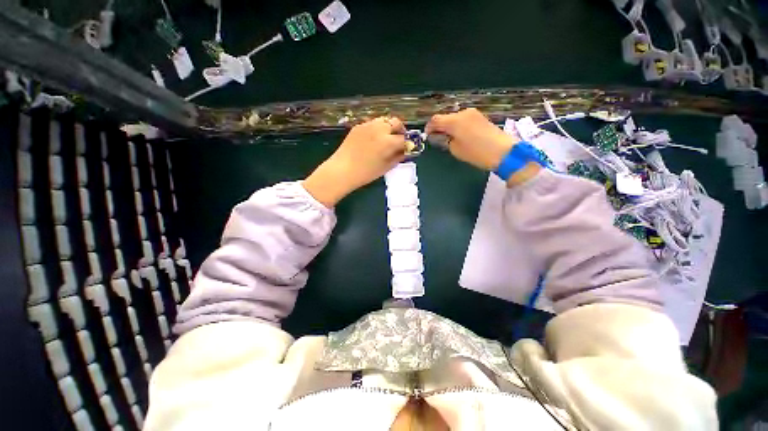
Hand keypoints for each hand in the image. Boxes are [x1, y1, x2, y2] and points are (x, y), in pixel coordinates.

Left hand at [303, 117, 406, 206]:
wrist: (342, 170)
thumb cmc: (365, 173)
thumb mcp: (386, 167)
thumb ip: (398, 157)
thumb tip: (406, 151)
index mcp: (388, 141)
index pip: (404, 138)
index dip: (408, 143)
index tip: (408, 148)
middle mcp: (379, 129)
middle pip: (396, 122)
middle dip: (400, 130)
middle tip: (398, 141)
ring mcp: (368, 125)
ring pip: (384, 120)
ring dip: (389, 128)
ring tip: (386, 139)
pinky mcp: (358, 126)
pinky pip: (373, 124)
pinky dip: (377, 129)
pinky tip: (373, 140)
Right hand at [426, 108, 539, 185]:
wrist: (503, 152)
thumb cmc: (476, 153)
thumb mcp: (455, 149)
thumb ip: (444, 140)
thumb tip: (439, 136)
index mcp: (454, 121)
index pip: (435, 120)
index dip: (429, 128)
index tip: (427, 136)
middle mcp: (463, 113)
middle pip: (445, 117)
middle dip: (439, 127)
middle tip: (438, 139)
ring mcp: (473, 113)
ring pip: (455, 118)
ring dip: (449, 126)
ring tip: (450, 139)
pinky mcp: (480, 117)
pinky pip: (464, 119)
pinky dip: (458, 126)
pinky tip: (460, 136)